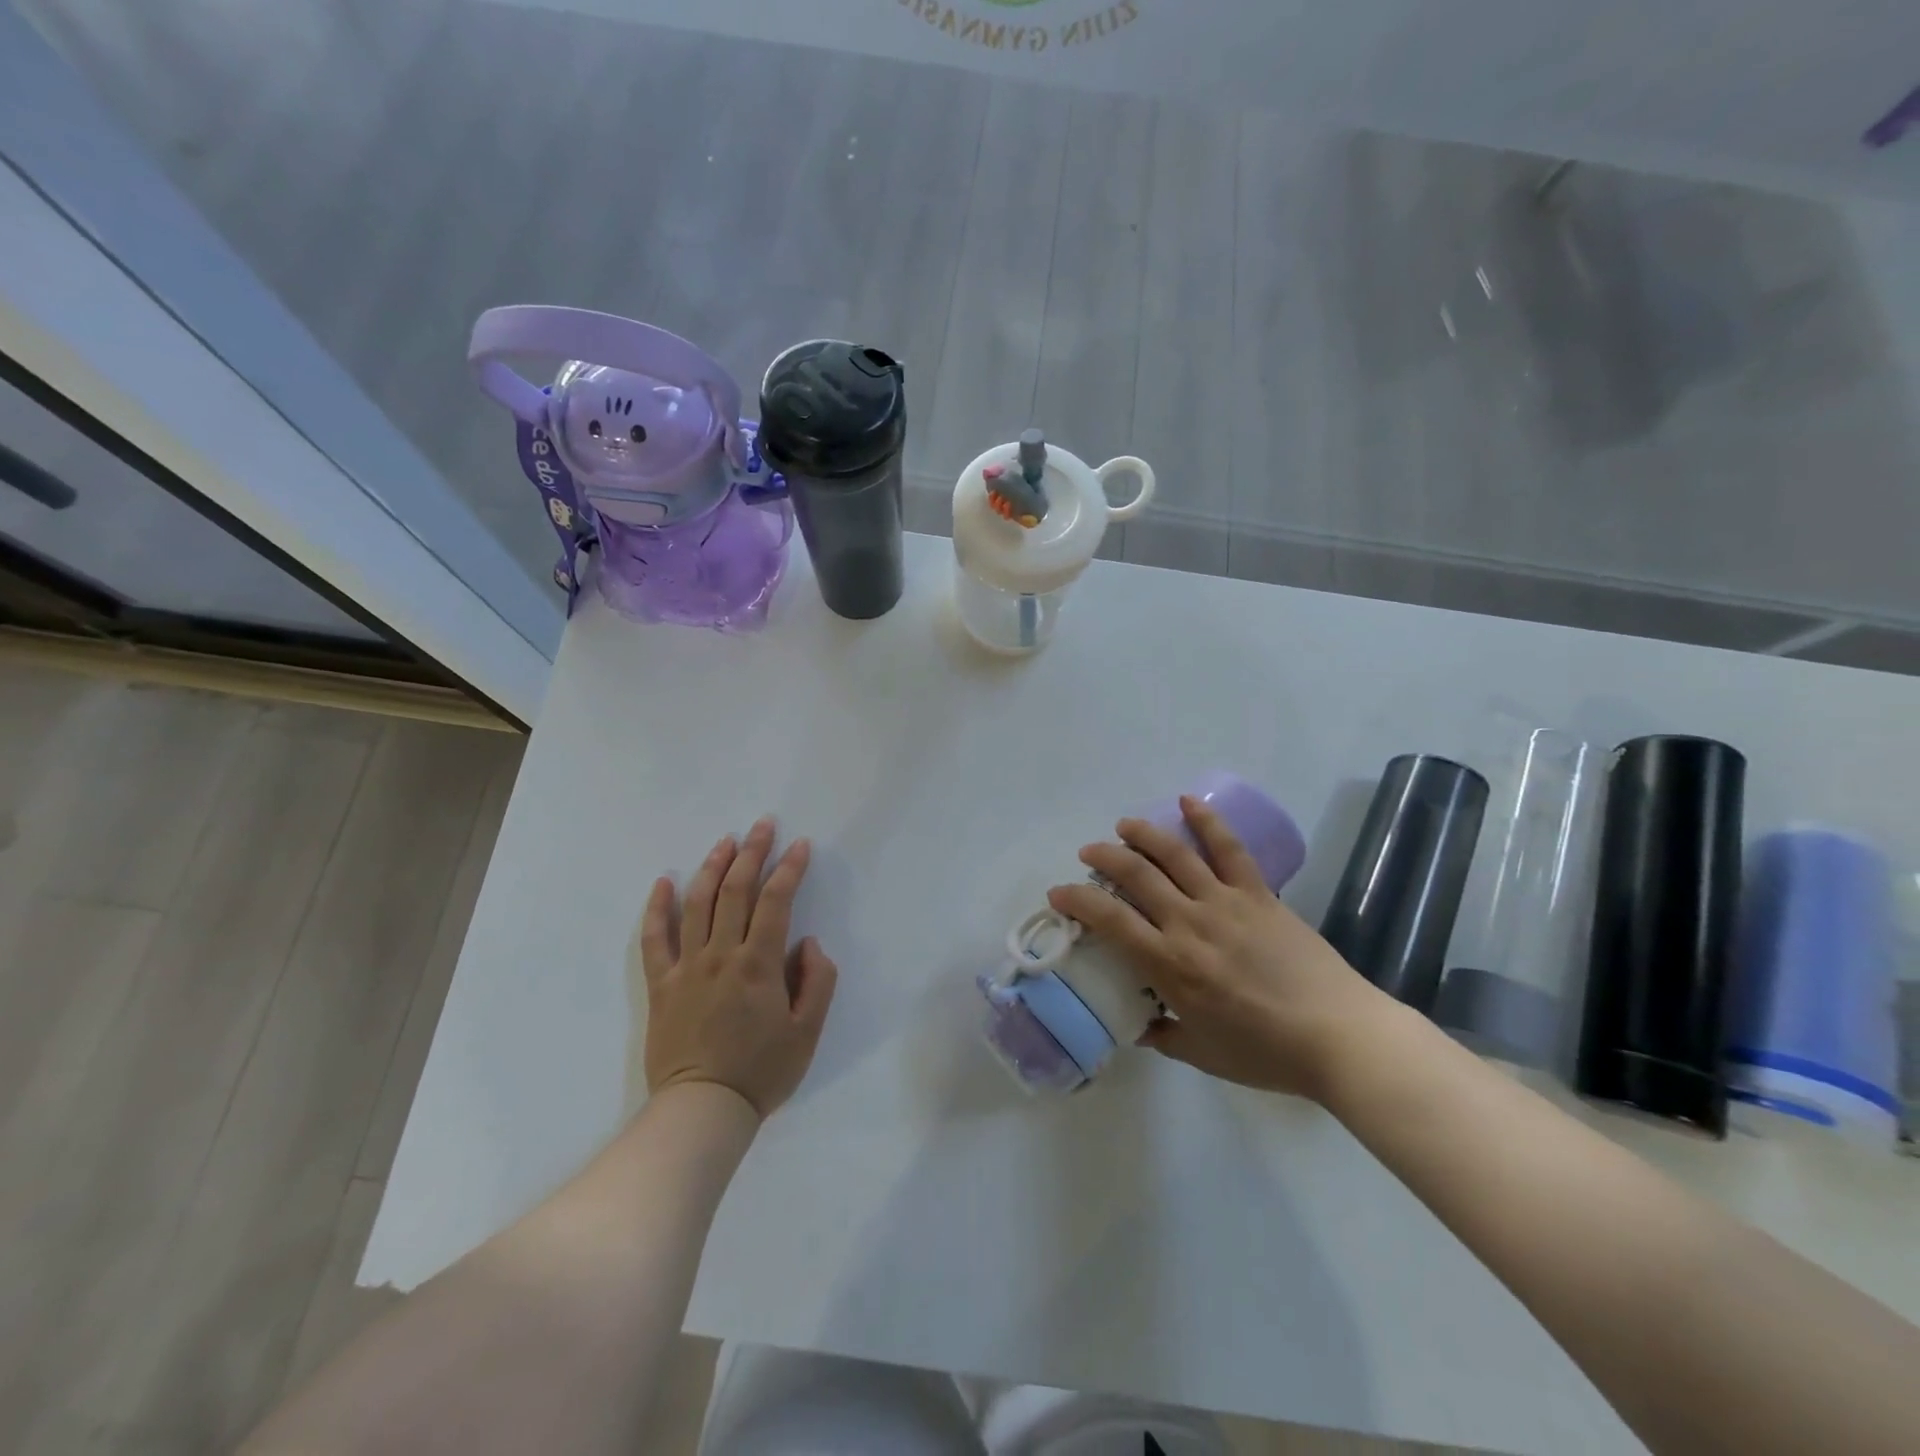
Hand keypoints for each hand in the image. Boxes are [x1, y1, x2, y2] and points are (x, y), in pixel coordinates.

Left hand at [636, 817, 837, 1119]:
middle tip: (763, 825)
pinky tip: (664, 882)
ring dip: (712, 867)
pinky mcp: (661, 985)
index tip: (800, 846)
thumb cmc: (761, 1072)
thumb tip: (808, 943)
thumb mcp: (808, 1032)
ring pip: (698, 904)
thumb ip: (816, 981)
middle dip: (752, 853)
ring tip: (726, 842)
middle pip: (735, 891)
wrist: (702, 1110)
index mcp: (758, 965)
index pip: (776, 902)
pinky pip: (654, 939)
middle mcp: (721, 955)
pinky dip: (658, 908)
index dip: (789, 869)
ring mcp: (686, 967)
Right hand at [1048, 798, 1391, 1101]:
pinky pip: (1229, 849)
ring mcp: (1226, 903)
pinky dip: (1207, 821)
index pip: (1110, 920)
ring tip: (1124, 825)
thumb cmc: (1266, 1053)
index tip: (1059, 893)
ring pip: (1175, 854)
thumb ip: (1164, 1037)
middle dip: (1104, 857)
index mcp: (1171, 965)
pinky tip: (1188, 802)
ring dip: (1143, 834)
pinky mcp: (1259, 894)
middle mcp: (1190, 923)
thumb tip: (1139, 1026)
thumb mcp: (1203, 1055)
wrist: (1339, 1037)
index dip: (1077, 900)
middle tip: (1089, 853)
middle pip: (1136, 875)